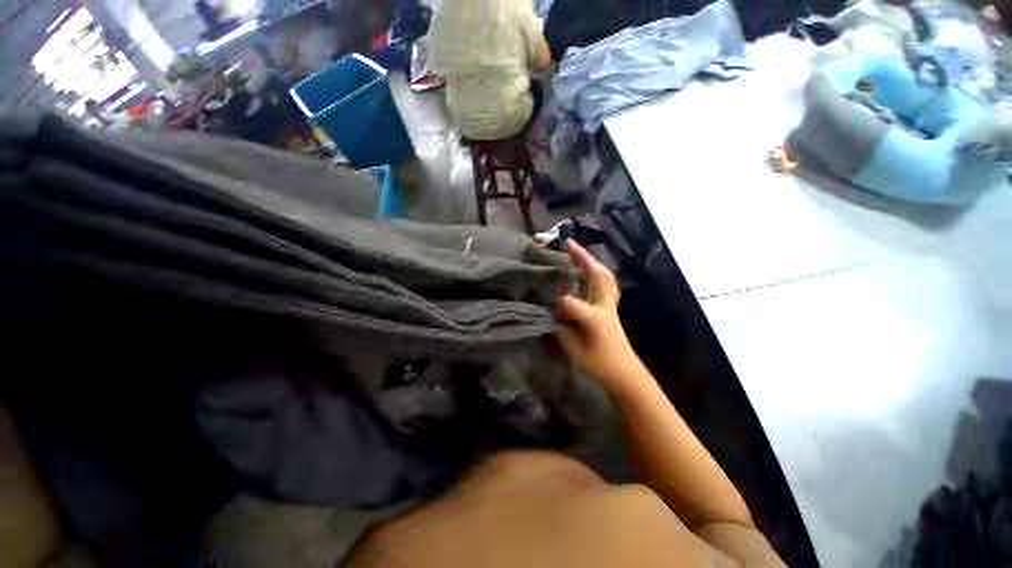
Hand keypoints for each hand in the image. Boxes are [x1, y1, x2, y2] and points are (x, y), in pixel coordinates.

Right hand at [555, 242, 648, 396]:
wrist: (626, 374)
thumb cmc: (599, 366)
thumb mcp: (574, 352)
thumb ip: (561, 329)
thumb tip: (554, 312)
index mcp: (594, 319)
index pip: (570, 302)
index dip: (556, 304)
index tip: (549, 309)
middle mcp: (604, 307)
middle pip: (597, 276)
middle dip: (583, 258)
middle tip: (569, 244)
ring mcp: (611, 306)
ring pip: (605, 277)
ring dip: (592, 262)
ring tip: (578, 252)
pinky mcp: (612, 308)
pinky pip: (607, 284)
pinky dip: (597, 273)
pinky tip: (588, 271)